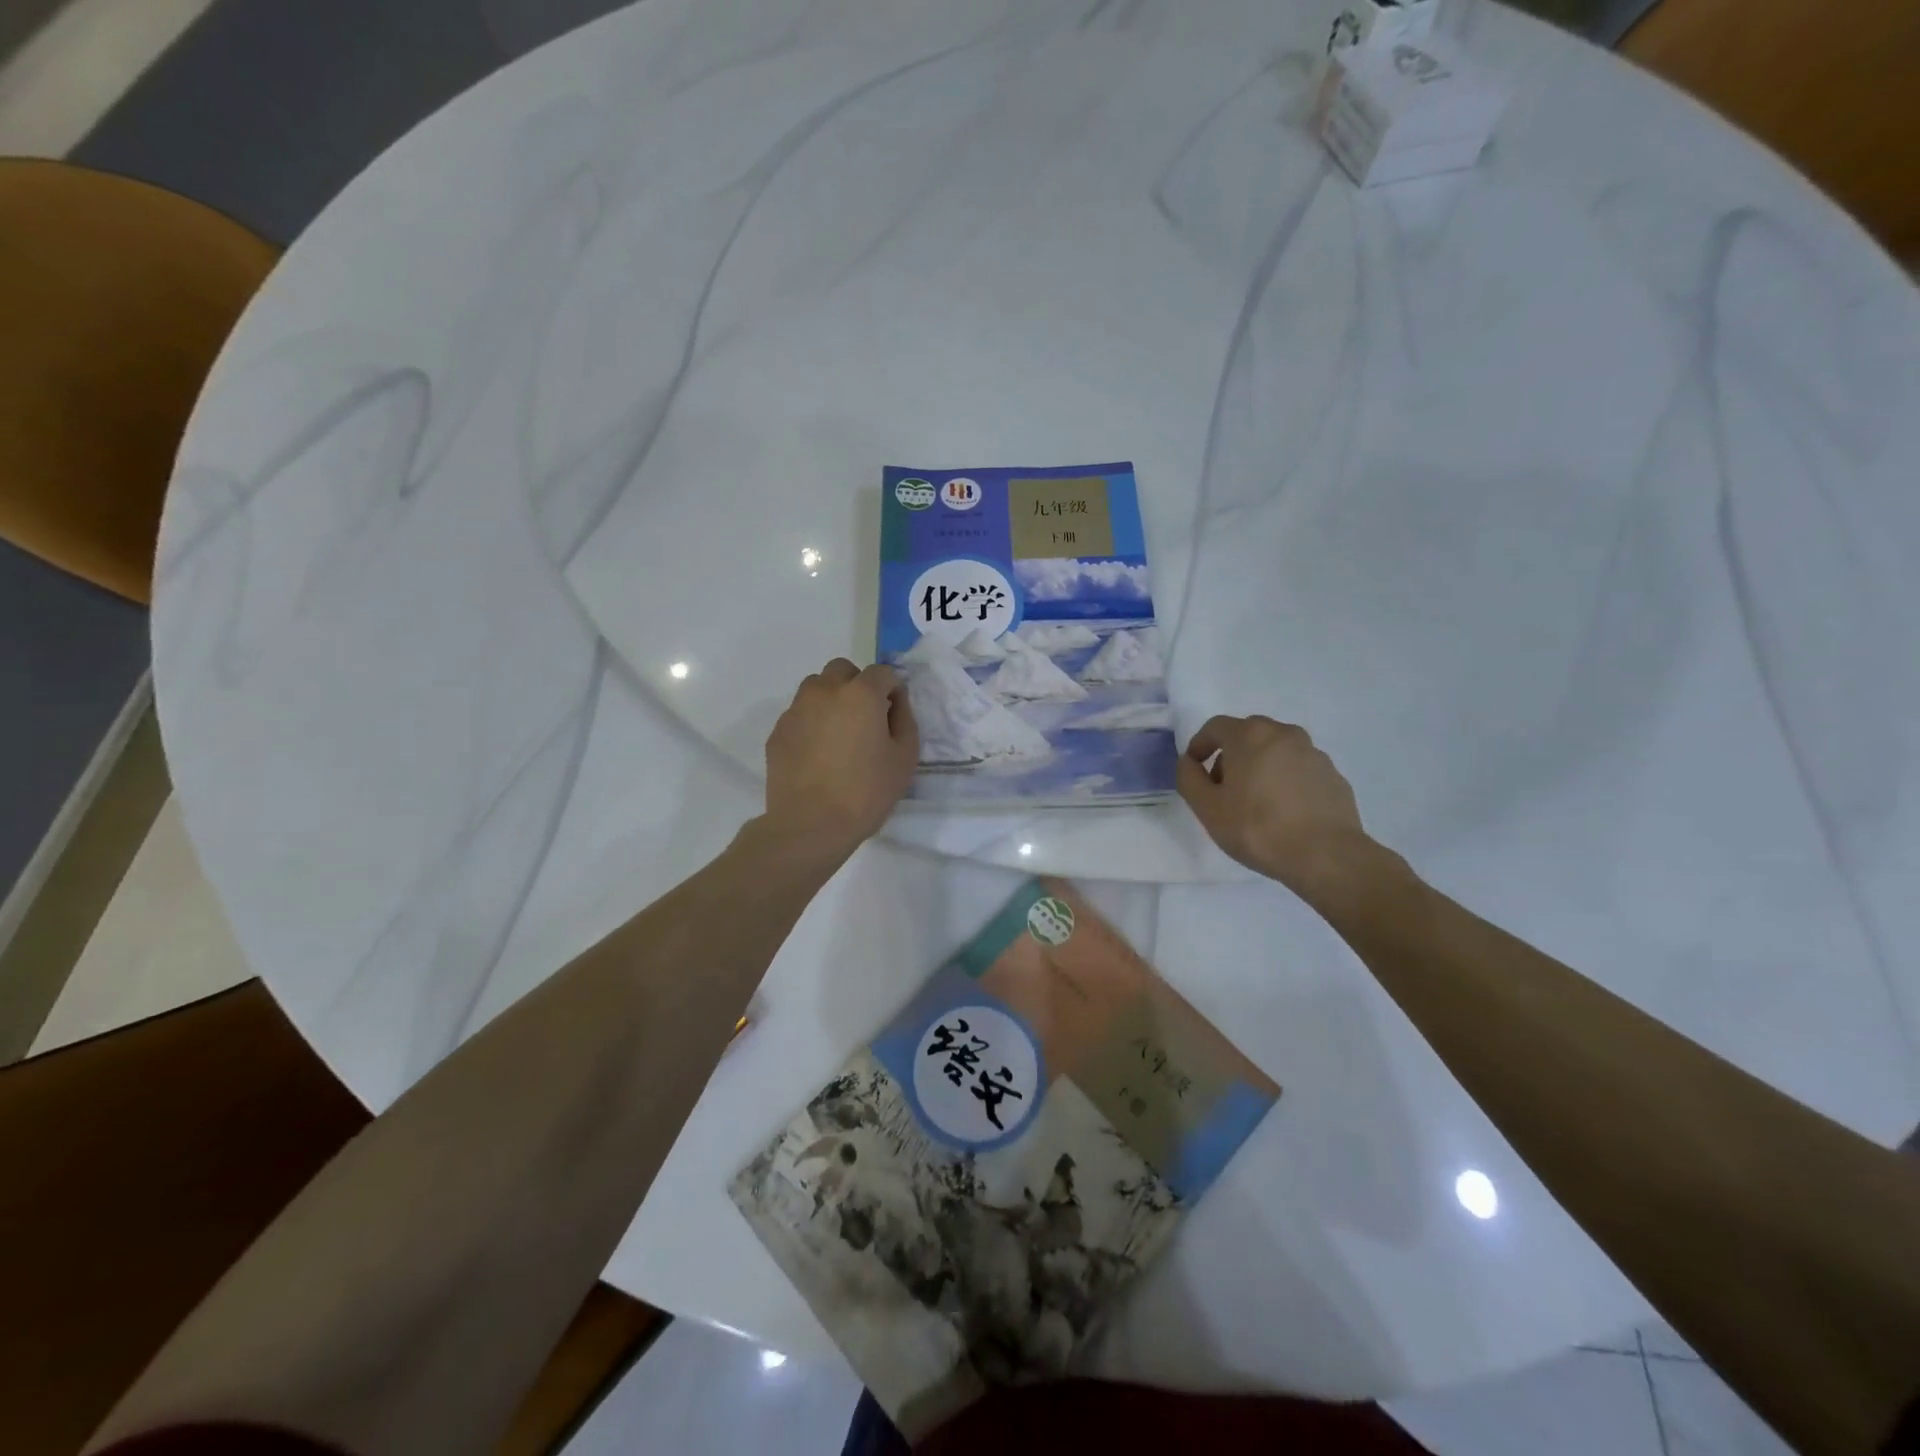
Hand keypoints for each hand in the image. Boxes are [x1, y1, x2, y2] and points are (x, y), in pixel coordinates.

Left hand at [762, 659, 918, 865]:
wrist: (809, 824)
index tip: (893, 715)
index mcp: (860, 694)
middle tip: (865, 719)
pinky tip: (818, 754)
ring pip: (816, 687)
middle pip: (843, 670)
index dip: (892, 690)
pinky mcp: (777, 731)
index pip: (882, 672)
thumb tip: (895, 701)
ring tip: (838, 734)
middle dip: (857, 685)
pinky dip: (811, 722)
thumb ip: (904, 720)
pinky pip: (799, 714)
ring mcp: (796, 709)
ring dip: (831, 699)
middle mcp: (825, 691)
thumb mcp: (905, 758)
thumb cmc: (865, 792)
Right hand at [1177, 714, 1381, 905]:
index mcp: (1250, 735)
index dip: (1199, 745)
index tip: (1194, 769)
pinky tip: (1283, 812)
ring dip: (1259, 767)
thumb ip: (1189, 778)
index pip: (1215, 727)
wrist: (1326, 855)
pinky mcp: (1333, 775)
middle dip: (1230, 755)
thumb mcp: (1207, 808)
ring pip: (1275, 751)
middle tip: (1222, 788)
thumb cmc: (1258, 828)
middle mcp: (1284, 734)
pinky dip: (1284, 781)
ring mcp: (1313, 753)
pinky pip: (1298, 769)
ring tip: (1254, 803)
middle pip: (1247, 735)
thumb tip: (1188, 762)